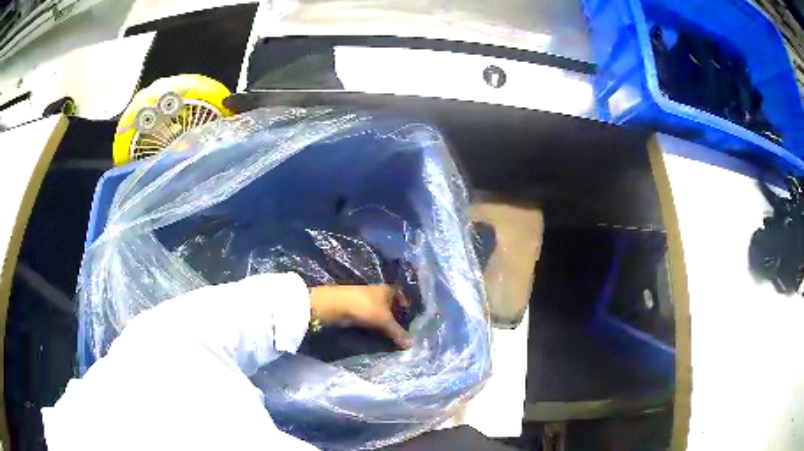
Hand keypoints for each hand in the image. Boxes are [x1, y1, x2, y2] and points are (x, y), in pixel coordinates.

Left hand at [309, 285, 411, 348]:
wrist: (336, 305)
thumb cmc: (366, 307)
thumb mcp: (385, 321)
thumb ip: (398, 332)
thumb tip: (411, 345)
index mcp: (387, 289)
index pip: (401, 294)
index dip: (405, 304)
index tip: (408, 317)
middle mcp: (377, 292)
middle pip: (390, 304)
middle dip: (395, 316)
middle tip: (400, 329)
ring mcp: (365, 299)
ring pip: (378, 311)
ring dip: (382, 321)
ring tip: (388, 334)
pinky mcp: (355, 307)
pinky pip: (368, 316)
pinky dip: (372, 323)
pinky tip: (374, 332)